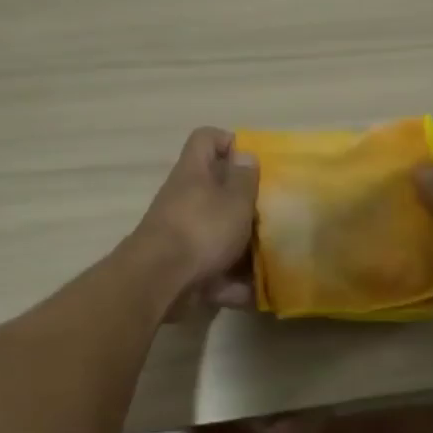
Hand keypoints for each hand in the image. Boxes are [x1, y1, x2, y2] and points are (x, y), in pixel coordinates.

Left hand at [133, 127, 259, 311]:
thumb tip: (245, 154)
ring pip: (217, 233)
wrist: (160, 280)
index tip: (254, 161)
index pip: (206, 139)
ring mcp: (181, 235)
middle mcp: (184, 199)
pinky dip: (232, 283)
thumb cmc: (202, 229)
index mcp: (193, 173)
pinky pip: (213, 270)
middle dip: (244, 204)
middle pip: (215, 191)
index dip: (230, 142)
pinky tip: (254, 294)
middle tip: (270, 213)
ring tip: (272, 258)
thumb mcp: (234, 200)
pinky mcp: (182, 267)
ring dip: (242, 248)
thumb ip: (244, 178)